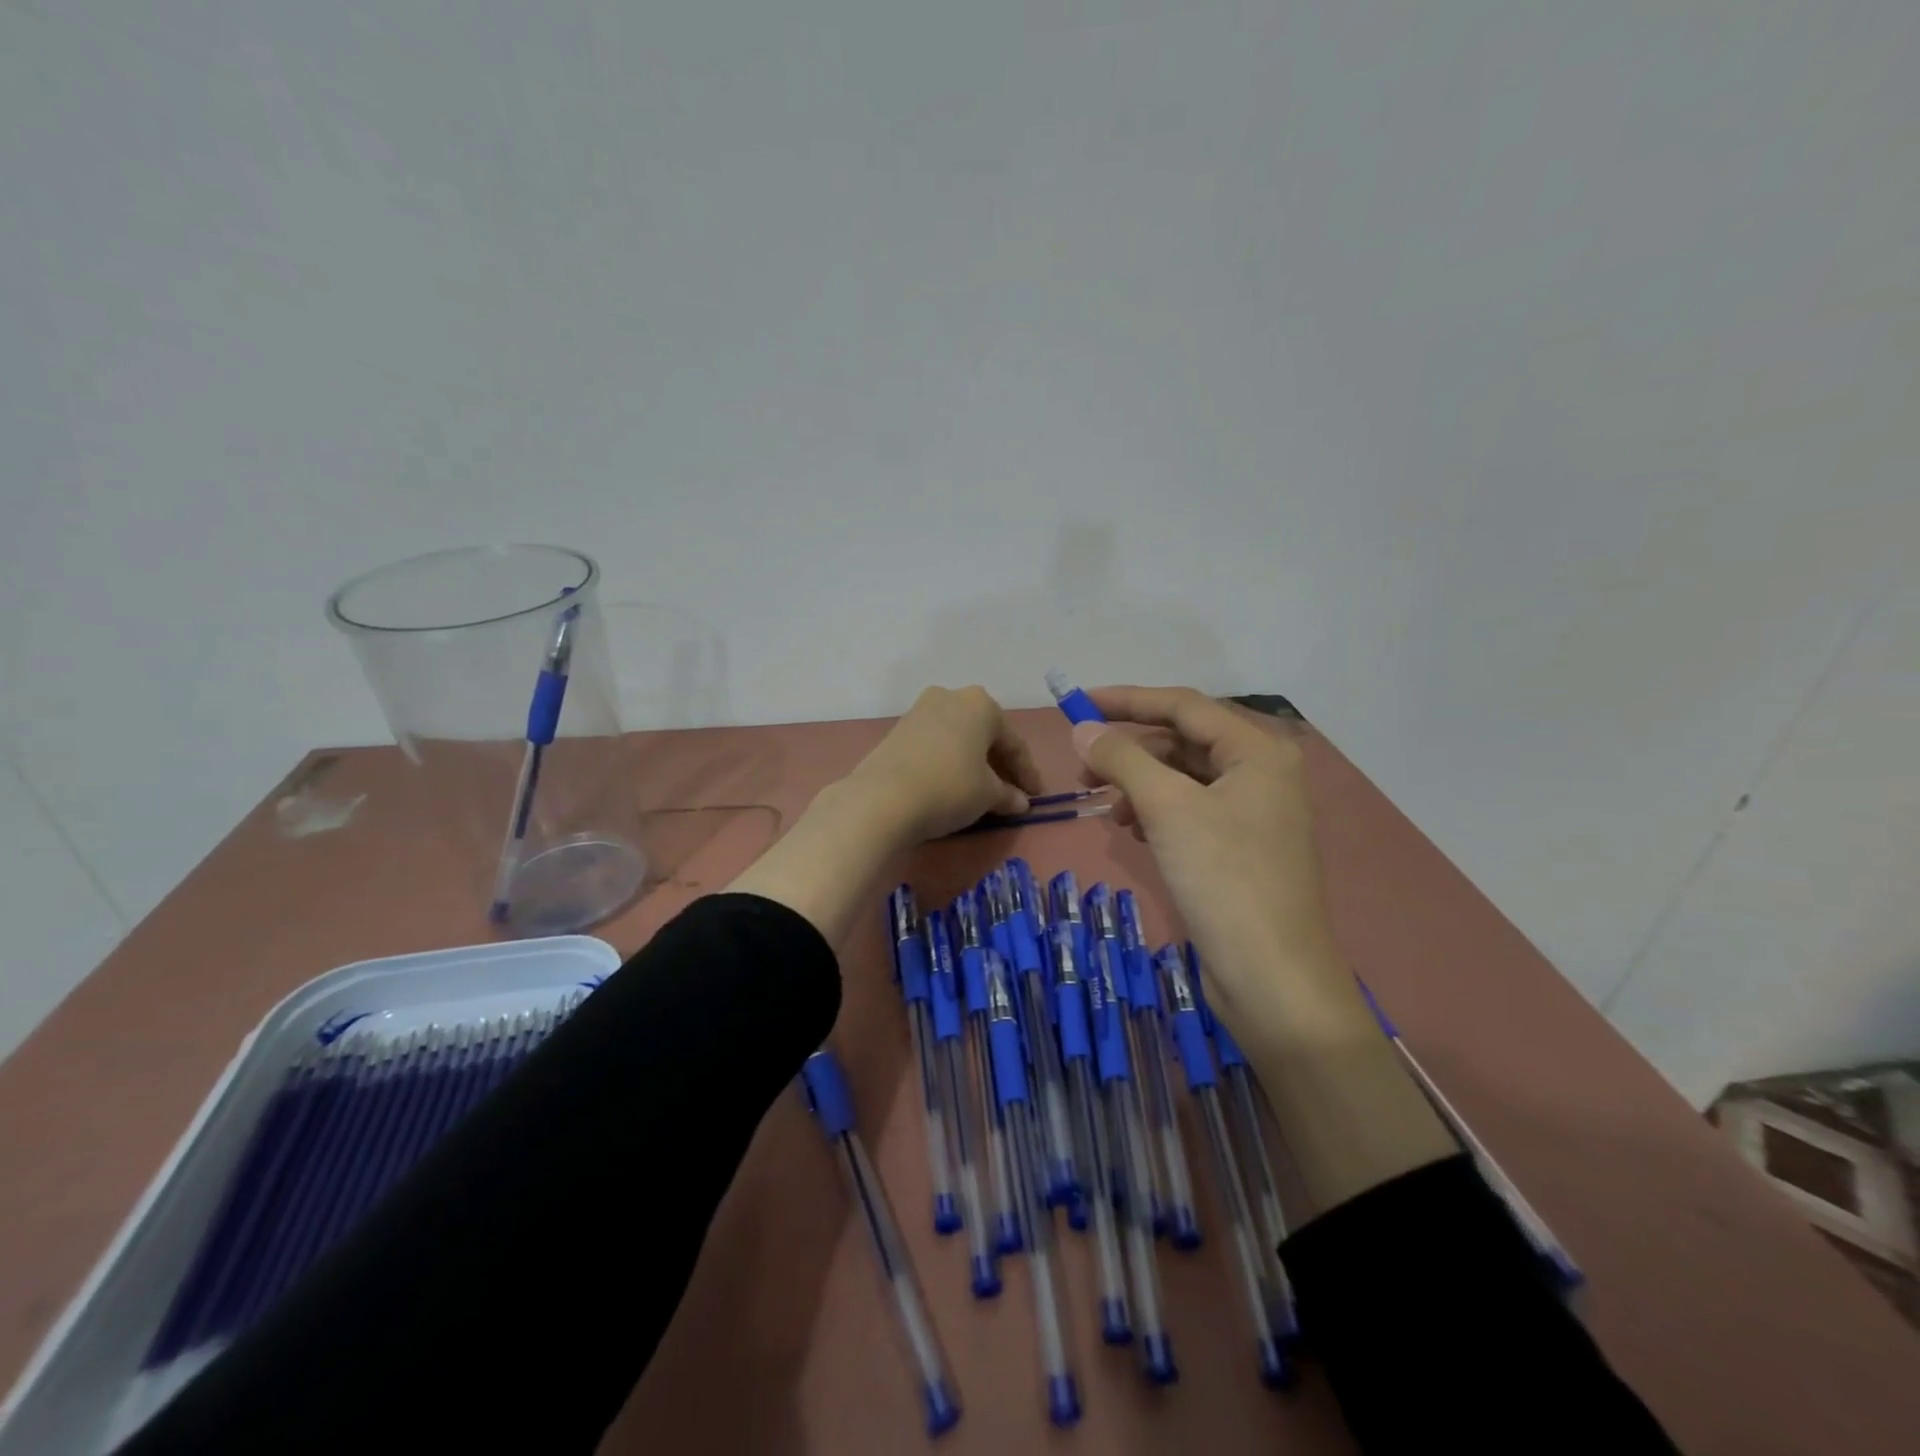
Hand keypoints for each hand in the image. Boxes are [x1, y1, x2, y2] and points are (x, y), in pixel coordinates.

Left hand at [841, 685, 1043, 846]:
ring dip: (974, 763)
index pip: (1013, 743)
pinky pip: (936, 745)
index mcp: (980, 704)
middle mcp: (950, 697)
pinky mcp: (898, 730)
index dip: (1028, 773)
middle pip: (985, 735)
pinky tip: (954, 785)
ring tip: (984, 792)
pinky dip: (950, 762)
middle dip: (1000, 765)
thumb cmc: (949, 788)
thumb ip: (1008, 795)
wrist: (881, 799)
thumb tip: (1019, 801)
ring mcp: (920, 711)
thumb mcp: (987, 795)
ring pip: (959, 738)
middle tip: (1013, 793)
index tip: (1037, 797)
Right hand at [1070, 687, 1338, 1035]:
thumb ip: (1122, 759)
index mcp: (1258, 750)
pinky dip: (1156, 812)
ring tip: (1104, 806)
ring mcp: (1253, 813)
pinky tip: (1132, 830)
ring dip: (1139, 784)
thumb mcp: (1167, 808)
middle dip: (1130, 750)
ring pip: (1184, 779)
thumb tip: (1082, 728)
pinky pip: (1190, 811)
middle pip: (1184, 741)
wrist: (1272, 978)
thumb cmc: (1224, 878)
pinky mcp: (1240, 848)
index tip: (1079, 702)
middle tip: (1082, 767)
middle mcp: (1262, 772)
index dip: (1128, 700)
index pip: (1183, 705)